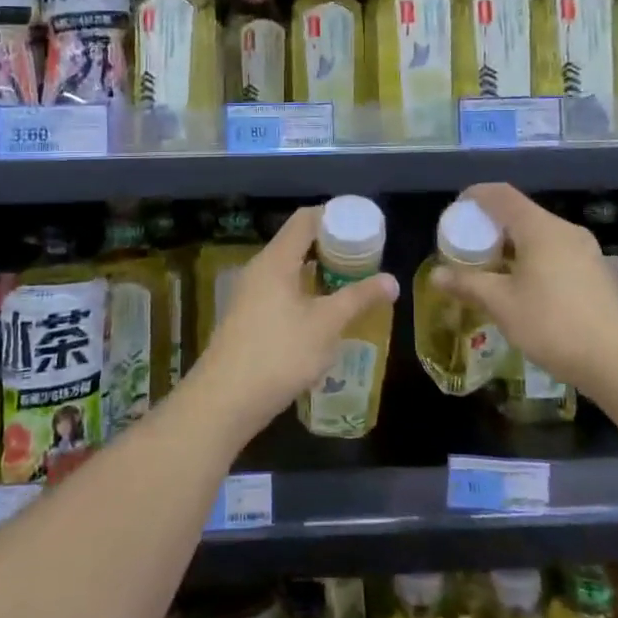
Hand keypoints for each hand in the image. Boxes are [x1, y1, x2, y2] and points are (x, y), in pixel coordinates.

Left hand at [193, 205, 398, 442]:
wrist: (225, 400)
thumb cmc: (279, 353)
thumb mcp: (326, 325)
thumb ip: (359, 298)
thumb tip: (392, 280)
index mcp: (276, 259)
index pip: (306, 219)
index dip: (335, 216)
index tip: (363, 226)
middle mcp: (260, 269)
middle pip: (298, 242)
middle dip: (332, 247)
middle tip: (364, 259)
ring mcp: (250, 294)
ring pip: (289, 269)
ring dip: (319, 273)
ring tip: (350, 285)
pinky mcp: (248, 317)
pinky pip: (281, 291)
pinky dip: (305, 292)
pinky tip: (323, 314)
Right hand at [429, 183, 617, 394]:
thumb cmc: (554, 324)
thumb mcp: (502, 305)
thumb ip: (468, 284)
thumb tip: (436, 275)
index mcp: (540, 228)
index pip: (501, 194)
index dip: (475, 196)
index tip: (455, 212)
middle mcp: (565, 230)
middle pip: (521, 214)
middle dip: (491, 226)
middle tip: (469, 248)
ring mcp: (586, 251)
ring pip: (540, 235)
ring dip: (513, 246)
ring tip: (493, 271)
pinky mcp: (597, 272)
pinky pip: (556, 253)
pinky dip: (533, 259)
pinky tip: (525, 289)